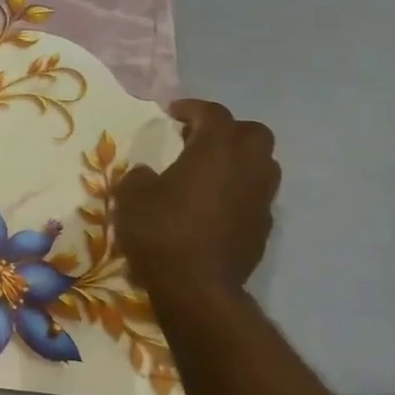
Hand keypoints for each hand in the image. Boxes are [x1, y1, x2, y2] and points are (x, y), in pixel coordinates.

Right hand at [116, 99, 279, 294]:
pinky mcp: (264, 226)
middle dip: (227, 131)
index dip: (192, 108)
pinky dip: (239, 191)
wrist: (196, 286)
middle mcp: (247, 167)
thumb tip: (149, 174)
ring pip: (262, 164)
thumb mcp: (130, 196)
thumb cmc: (160, 231)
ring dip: (238, 161)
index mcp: (215, 150)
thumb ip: (140, 176)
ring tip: (208, 172)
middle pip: (253, 133)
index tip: (172, 113)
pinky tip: (213, 206)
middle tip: (197, 140)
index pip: (213, 114)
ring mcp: (261, 198)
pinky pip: (256, 195)